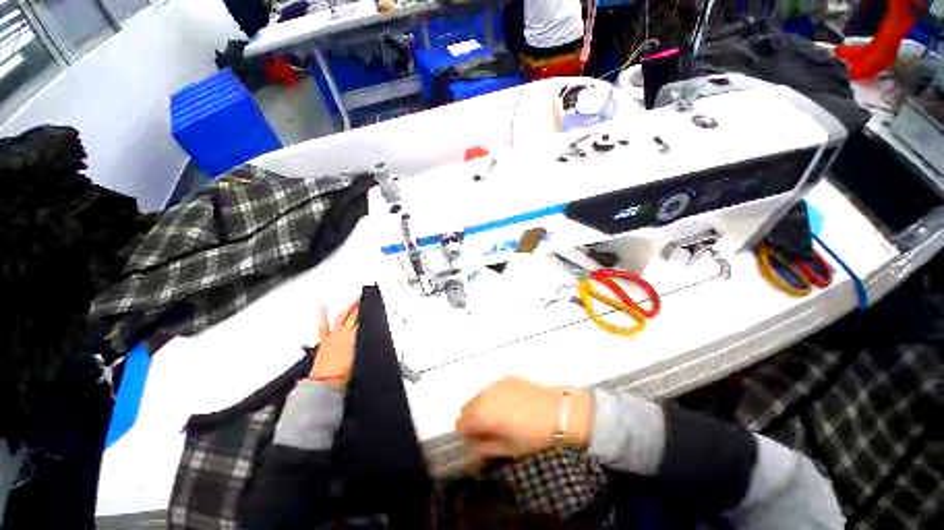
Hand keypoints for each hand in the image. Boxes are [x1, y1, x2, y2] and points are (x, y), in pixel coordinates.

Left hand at [308, 298, 360, 386]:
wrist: (326, 382)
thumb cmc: (343, 374)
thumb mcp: (360, 357)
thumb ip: (363, 343)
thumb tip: (367, 334)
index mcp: (354, 338)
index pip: (363, 321)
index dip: (367, 312)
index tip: (371, 305)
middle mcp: (344, 334)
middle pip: (354, 316)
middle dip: (359, 306)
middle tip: (363, 298)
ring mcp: (333, 336)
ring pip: (342, 317)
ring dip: (348, 308)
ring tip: (353, 299)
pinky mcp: (324, 340)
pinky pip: (324, 325)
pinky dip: (323, 314)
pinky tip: (323, 306)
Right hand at [456, 377, 592, 460]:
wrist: (558, 411)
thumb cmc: (533, 435)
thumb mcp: (508, 449)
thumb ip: (484, 447)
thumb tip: (472, 443)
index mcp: (483, 413)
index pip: (461, 422)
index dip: (466, 434)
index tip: (476, 440)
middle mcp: (486, 394)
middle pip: (467, 406)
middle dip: (472, 419)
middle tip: (487, 430)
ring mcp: (497, 383)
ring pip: (479, 395)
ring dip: (482, 407)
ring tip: (499, 417)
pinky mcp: (507, 378)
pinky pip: (493, 388)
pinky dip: (494, 397)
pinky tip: (510, 405)